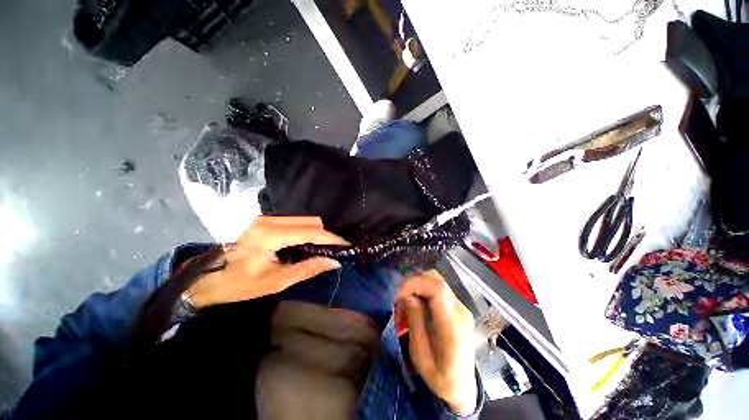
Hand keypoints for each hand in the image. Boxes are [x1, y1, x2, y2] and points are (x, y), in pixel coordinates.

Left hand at [186, 216, 346, 307]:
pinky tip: (305, 245)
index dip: (330, 238)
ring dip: (316, 233)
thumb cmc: (241, 284)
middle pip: (310, 221)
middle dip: (325, 235)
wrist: (210, 279)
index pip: (310, 232)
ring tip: (320, 249)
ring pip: (304, 220)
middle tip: (332, 251)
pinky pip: (295, 222)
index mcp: (269, 235)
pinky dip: (306, 232)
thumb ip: (308, 269)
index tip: (345, 245)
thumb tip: (334, 262)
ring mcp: (266, 218)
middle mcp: (268, 220)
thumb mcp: (277, 281)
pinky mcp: (266, 221)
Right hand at [396, 270, 477, 414]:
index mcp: (452, 325)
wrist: (463, 388)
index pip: (437, 288)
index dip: (415, 283)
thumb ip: (415, 321)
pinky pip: (438, 290)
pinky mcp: (458, 308)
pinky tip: (416, 305)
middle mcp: (460, 310)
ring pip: (436, 280)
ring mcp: (461, 307)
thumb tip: (408, 296)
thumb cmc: (440, 378)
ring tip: (405, 302)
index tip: (399, 295)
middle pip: (436, 279)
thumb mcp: (421, 355)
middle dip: (413, 282)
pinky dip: (423, 291)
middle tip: (399, 298)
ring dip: (417, 285)